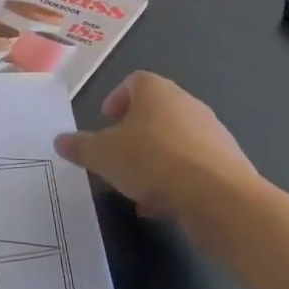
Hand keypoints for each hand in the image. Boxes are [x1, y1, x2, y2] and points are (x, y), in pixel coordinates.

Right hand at [53, 72, 263, 218]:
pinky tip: (161, 207)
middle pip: (155, 111)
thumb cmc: (154, 161)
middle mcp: (187, 104)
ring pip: (174, 141)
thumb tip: (60, 140)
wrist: (220, 199)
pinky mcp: (227, 164)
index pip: (134, 81)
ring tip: (136, 187)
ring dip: (155, 160)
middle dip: (134, 133)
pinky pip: (193, 167)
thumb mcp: (103, 155)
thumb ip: (80, 146)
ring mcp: (212, 134)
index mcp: (157, 91)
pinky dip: (176, 181)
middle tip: (116, 154)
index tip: (105, 121)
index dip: (116, 98)